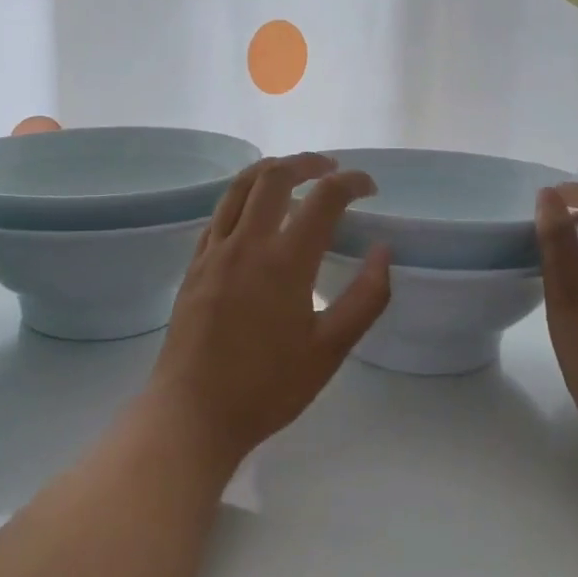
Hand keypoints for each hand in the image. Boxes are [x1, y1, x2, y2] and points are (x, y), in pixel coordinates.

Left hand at [148, 154, 391, 467]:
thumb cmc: (268, 387)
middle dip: (307, 163)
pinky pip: (219, 213)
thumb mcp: (330, 350)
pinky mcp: (194, 266)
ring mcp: (214, 251)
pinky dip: (241, 197)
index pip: (324, 199)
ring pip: (239, 188)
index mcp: (285, 261)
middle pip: (275, 177)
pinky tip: (251, 211)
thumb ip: (365, 298)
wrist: (193, 413)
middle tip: (331, 169)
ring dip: (269, 170)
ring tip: (291, 173)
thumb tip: (383, 251)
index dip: (352, 183)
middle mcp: (247, 243)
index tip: (369, 187)